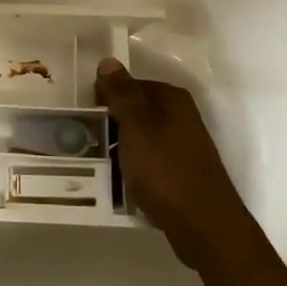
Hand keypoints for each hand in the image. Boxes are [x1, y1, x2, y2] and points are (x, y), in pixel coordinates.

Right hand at [95, 57, 264, 274]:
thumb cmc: (166, 170)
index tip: (83, 115)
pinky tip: (118, 181)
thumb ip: (122, 94)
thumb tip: (108, 61)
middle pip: (136, 111)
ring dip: (119, 147)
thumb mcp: (137, 127)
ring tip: (96, 161)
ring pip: (140, 138)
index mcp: (172, 99)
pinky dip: (132, 167)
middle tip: (84, 139)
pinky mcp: (180, 172)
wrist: (203, 224)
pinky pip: (148, 161)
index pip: (129, 84)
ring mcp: (182, 146)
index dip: (105, 96)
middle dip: (110, 123)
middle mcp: (180, 116)